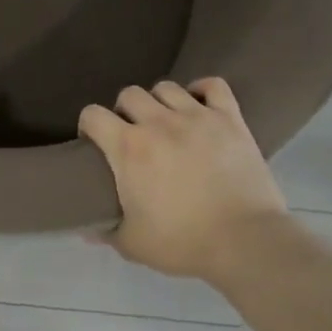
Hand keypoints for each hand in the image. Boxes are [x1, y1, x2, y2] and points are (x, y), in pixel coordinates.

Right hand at [78, 78, 287, 280]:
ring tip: (165, 122)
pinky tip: (198, 106)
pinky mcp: (231, 119)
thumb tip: (87, 230)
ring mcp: (198, 117)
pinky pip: (213, 86)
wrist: (244, 241)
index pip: (93, 115)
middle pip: (129, 94)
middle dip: (123, 111)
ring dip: (158, 101)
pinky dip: (202, 90)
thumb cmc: (182, 242)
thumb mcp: (132, 244)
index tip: (93, 142)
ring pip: (167, 87)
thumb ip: (106, 232)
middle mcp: (159, 122)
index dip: (88, 125)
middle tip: (131, 135)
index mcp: (128, 148)